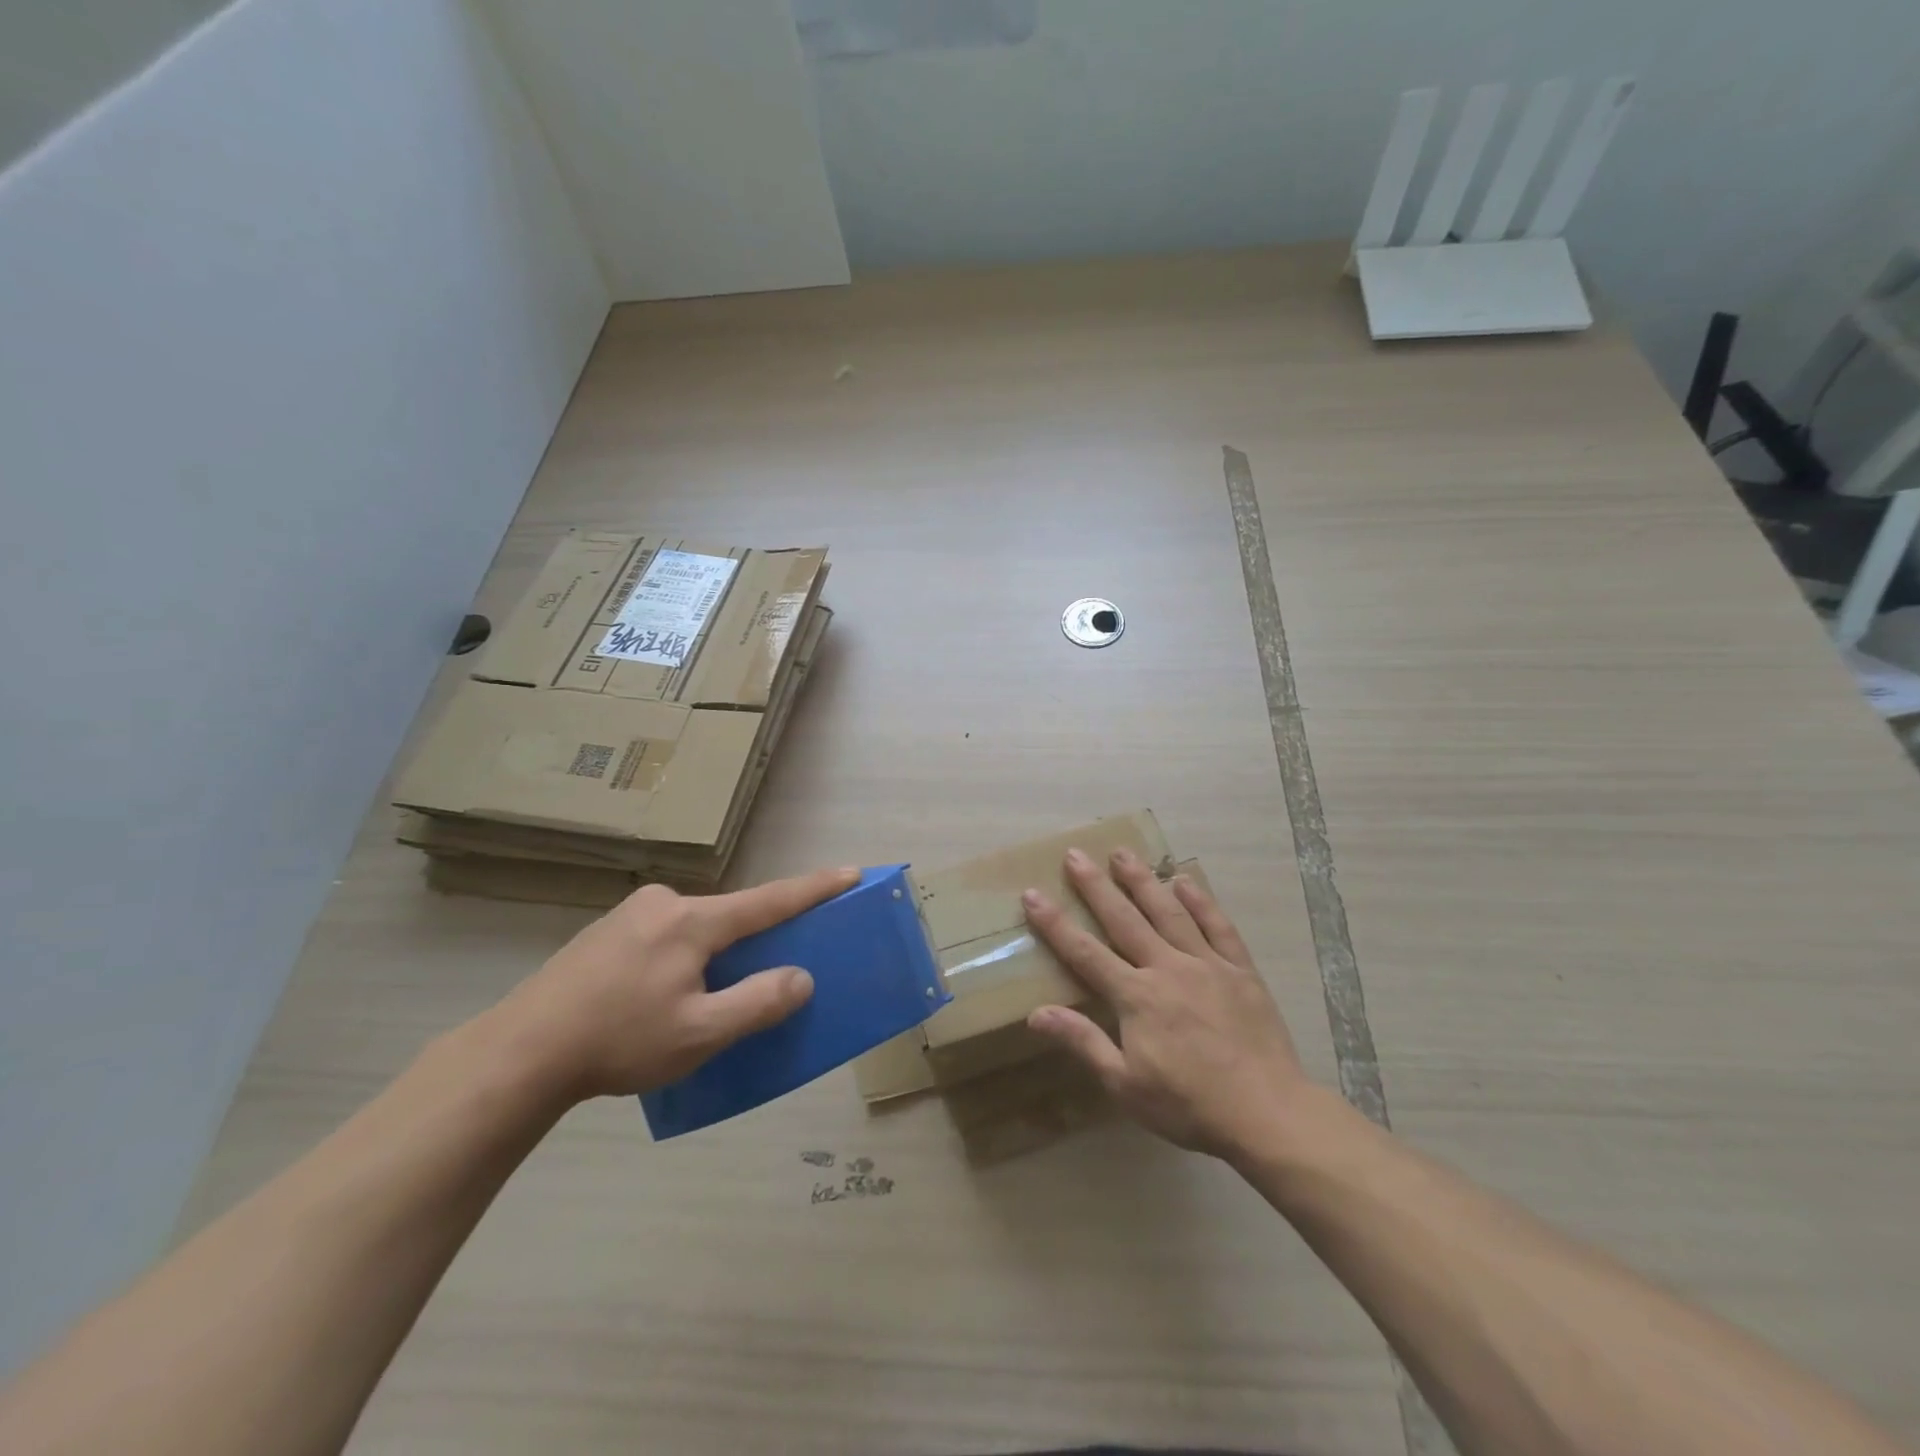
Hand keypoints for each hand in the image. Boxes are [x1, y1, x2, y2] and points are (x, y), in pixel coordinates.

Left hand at [496, 867, 859, 1102]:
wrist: (520, 1052)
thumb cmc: (618, 1041)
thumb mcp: (699, 1033)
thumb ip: (757, 1002)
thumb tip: (801, 978)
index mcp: (692, 921)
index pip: (769, 900)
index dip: (814, 889)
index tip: (851, 872)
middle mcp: (664, 903)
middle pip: (730, 916)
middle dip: (755, 937)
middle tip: (765, 971)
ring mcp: (630, 914)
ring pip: (695, 928)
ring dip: (714, 953)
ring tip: (703, 1001)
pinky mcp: (606, 933)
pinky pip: (666, 936)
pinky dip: (683, 957)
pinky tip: (662, 998)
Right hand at [1022, 847, 1314, 1157]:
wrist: (1267, 1112)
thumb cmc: (1188, 1104)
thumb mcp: (1125, 1084)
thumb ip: (1083, 1042)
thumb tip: (1035, 1013)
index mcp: (1136, 996)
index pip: (1085, 952)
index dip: (1055, 923)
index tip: (1032, 894)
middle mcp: (1167, 968)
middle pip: (1124, 919)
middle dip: (1095, 886)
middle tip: (1075, 854)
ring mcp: (1206, 964)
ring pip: (1168, 912)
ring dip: (1143, 880)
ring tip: (1122, 852)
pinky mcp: (1240, 970)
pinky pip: (1218, 927)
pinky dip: (1201, 901)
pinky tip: (1186, 880)